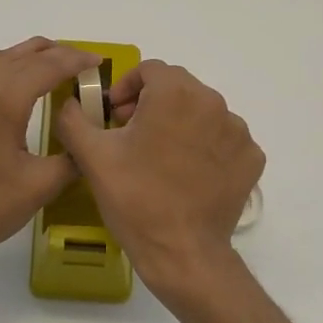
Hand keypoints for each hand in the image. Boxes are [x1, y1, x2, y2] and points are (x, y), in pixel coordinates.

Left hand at [0, 38, 100, 275]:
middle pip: (23, 54)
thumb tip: (86, 144)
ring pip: (0, 61)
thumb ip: (72, 158)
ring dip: (30, 58)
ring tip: (55, 68)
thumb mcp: (40, 185)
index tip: (99, 63)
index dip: (77, 61)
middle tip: (82, 63)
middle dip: (56, 54)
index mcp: (3, 98)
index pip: (48, 65)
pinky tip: (17, 92)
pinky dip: (8, 72)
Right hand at [54, 60, 264, 308]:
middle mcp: (213, 102)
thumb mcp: (92, 156)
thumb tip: (70, 102)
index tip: (114, 115)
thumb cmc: (135, 198)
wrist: (183, 254)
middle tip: (131, 135)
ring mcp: (238, 131)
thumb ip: (73, 118)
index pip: (150, 69)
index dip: (126, 87)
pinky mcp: (251, 158)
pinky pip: (223, 139)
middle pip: (178, 87)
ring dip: (179, 123)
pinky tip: (187, 173)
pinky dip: (205, 147)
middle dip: (152, 103)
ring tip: (160, 157)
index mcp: (175, 93)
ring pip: (202, 112)